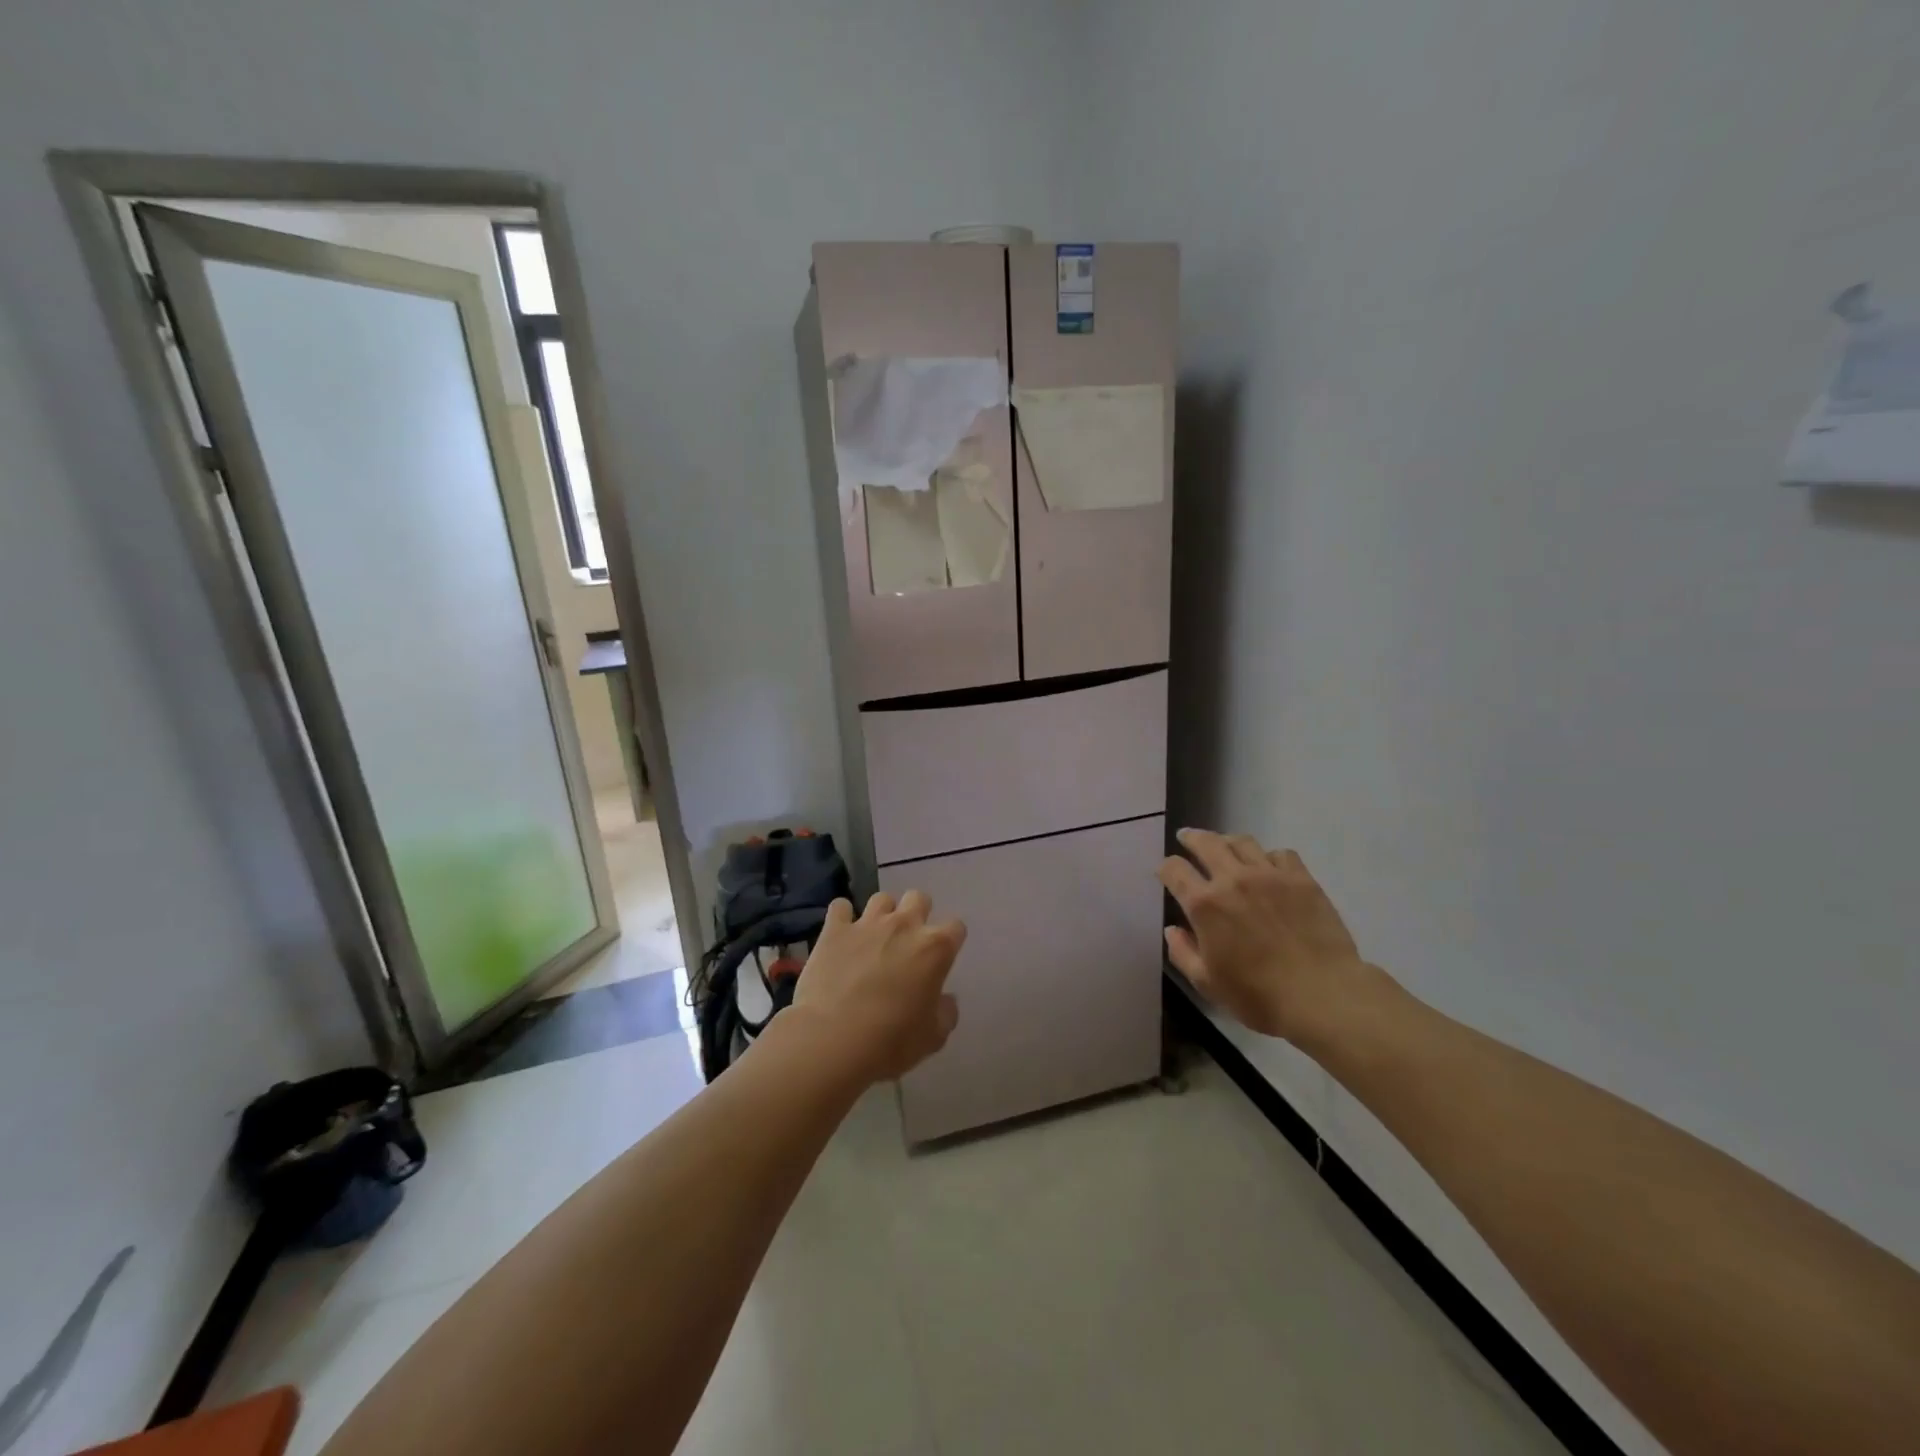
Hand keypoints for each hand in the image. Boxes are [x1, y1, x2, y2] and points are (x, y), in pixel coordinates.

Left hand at [792, 890, 964, 1083]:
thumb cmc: (890, 1041)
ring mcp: (867, 923)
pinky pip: (841, 907)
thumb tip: (945, 1001)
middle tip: (908, 941)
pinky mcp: (835, 929)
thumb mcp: (932, 1038)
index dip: (950, 941)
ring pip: (882, 898)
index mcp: (935, 948)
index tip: (941, 959)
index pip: (956, 927)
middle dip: (917, 914)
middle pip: (919, 898)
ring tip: (874, 937)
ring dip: (882, 914)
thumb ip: (945, 1013)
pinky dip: (843, 917)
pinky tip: (841, 935)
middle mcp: (904, 925)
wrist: (832, 1038)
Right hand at [1157, 829, 1369, 1044]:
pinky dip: (1268, 856)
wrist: (1322, 995)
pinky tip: (1269, 867)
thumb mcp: (1208, 983)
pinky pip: (1280, 853)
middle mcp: (1233, 879)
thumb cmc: (1259, 996)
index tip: (1165, 872)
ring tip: (1225, 846)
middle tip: (1187, 837)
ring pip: (1242, 841)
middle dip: (1191, 838)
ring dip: (1227, 840)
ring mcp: (1269, 875)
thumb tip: (1172, 930)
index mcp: (1204, 904)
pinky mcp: (1301, 878)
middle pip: (1206, 843)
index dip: (1165, 868)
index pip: (1174, 870)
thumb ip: (1183, 953)